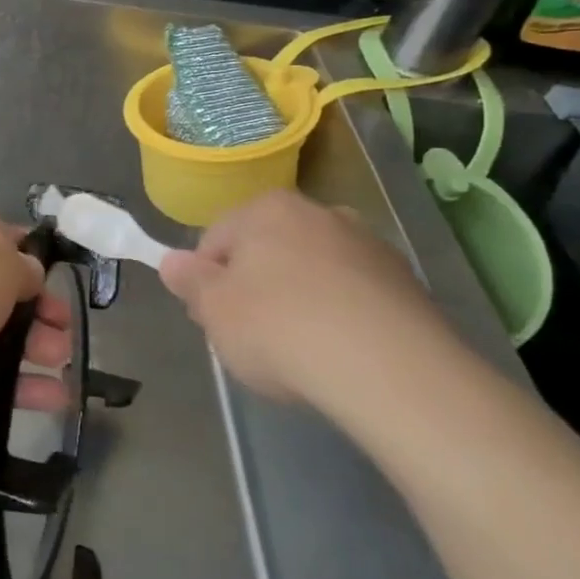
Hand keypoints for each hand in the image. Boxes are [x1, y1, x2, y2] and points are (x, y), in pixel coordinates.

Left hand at [0, 188, 74, 432]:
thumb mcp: (0, 260)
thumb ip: (23, 269)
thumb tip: (26, 277)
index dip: (24, 256)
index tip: (52, 282)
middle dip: (32, 309)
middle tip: (63, 331)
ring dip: (26, 349)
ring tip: (60, 367)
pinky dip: (7, 384)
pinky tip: (49, 399)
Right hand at [159, 189, 460, 407]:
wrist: (390, 369)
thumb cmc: (280, 328)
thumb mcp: (214, 310)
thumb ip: (189, 282)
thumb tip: (172, 262)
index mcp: (267, 209)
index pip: (216, 239)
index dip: (207, 282)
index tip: (213, 320)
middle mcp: (320, 212)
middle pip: (267, 251)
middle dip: (254, 288)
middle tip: (250, 338)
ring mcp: (369, 246)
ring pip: (312, 272)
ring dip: (299, 301)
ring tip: (300, 352)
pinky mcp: (407, 283)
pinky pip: (353, 296)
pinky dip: (340, 317)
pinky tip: (339, 355)